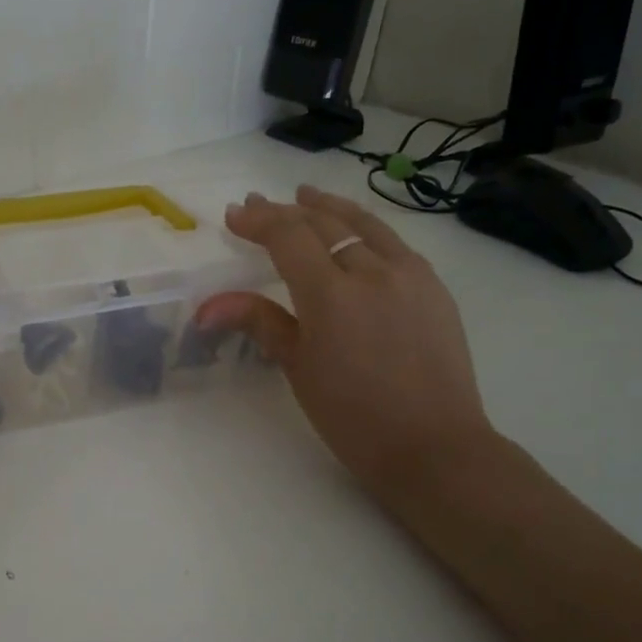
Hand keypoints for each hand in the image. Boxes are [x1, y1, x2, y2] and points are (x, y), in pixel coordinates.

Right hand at [196, 186, 497, 504]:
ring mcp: (410, 275)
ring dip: (329, 208)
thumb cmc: (352, 416)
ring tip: (307, 195)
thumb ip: (258, 322)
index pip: (289, 237)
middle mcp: (373, 272)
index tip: (234, 214)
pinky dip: (365, 228)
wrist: (433, 446)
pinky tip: (356, 233)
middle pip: (323, 224)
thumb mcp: (298, 368)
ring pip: (364, 224)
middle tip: (258, 204)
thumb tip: (208, 307)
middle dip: (286, 211)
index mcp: (332, 295)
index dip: (259, 221)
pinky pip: (393, 243)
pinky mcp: (434, 287)